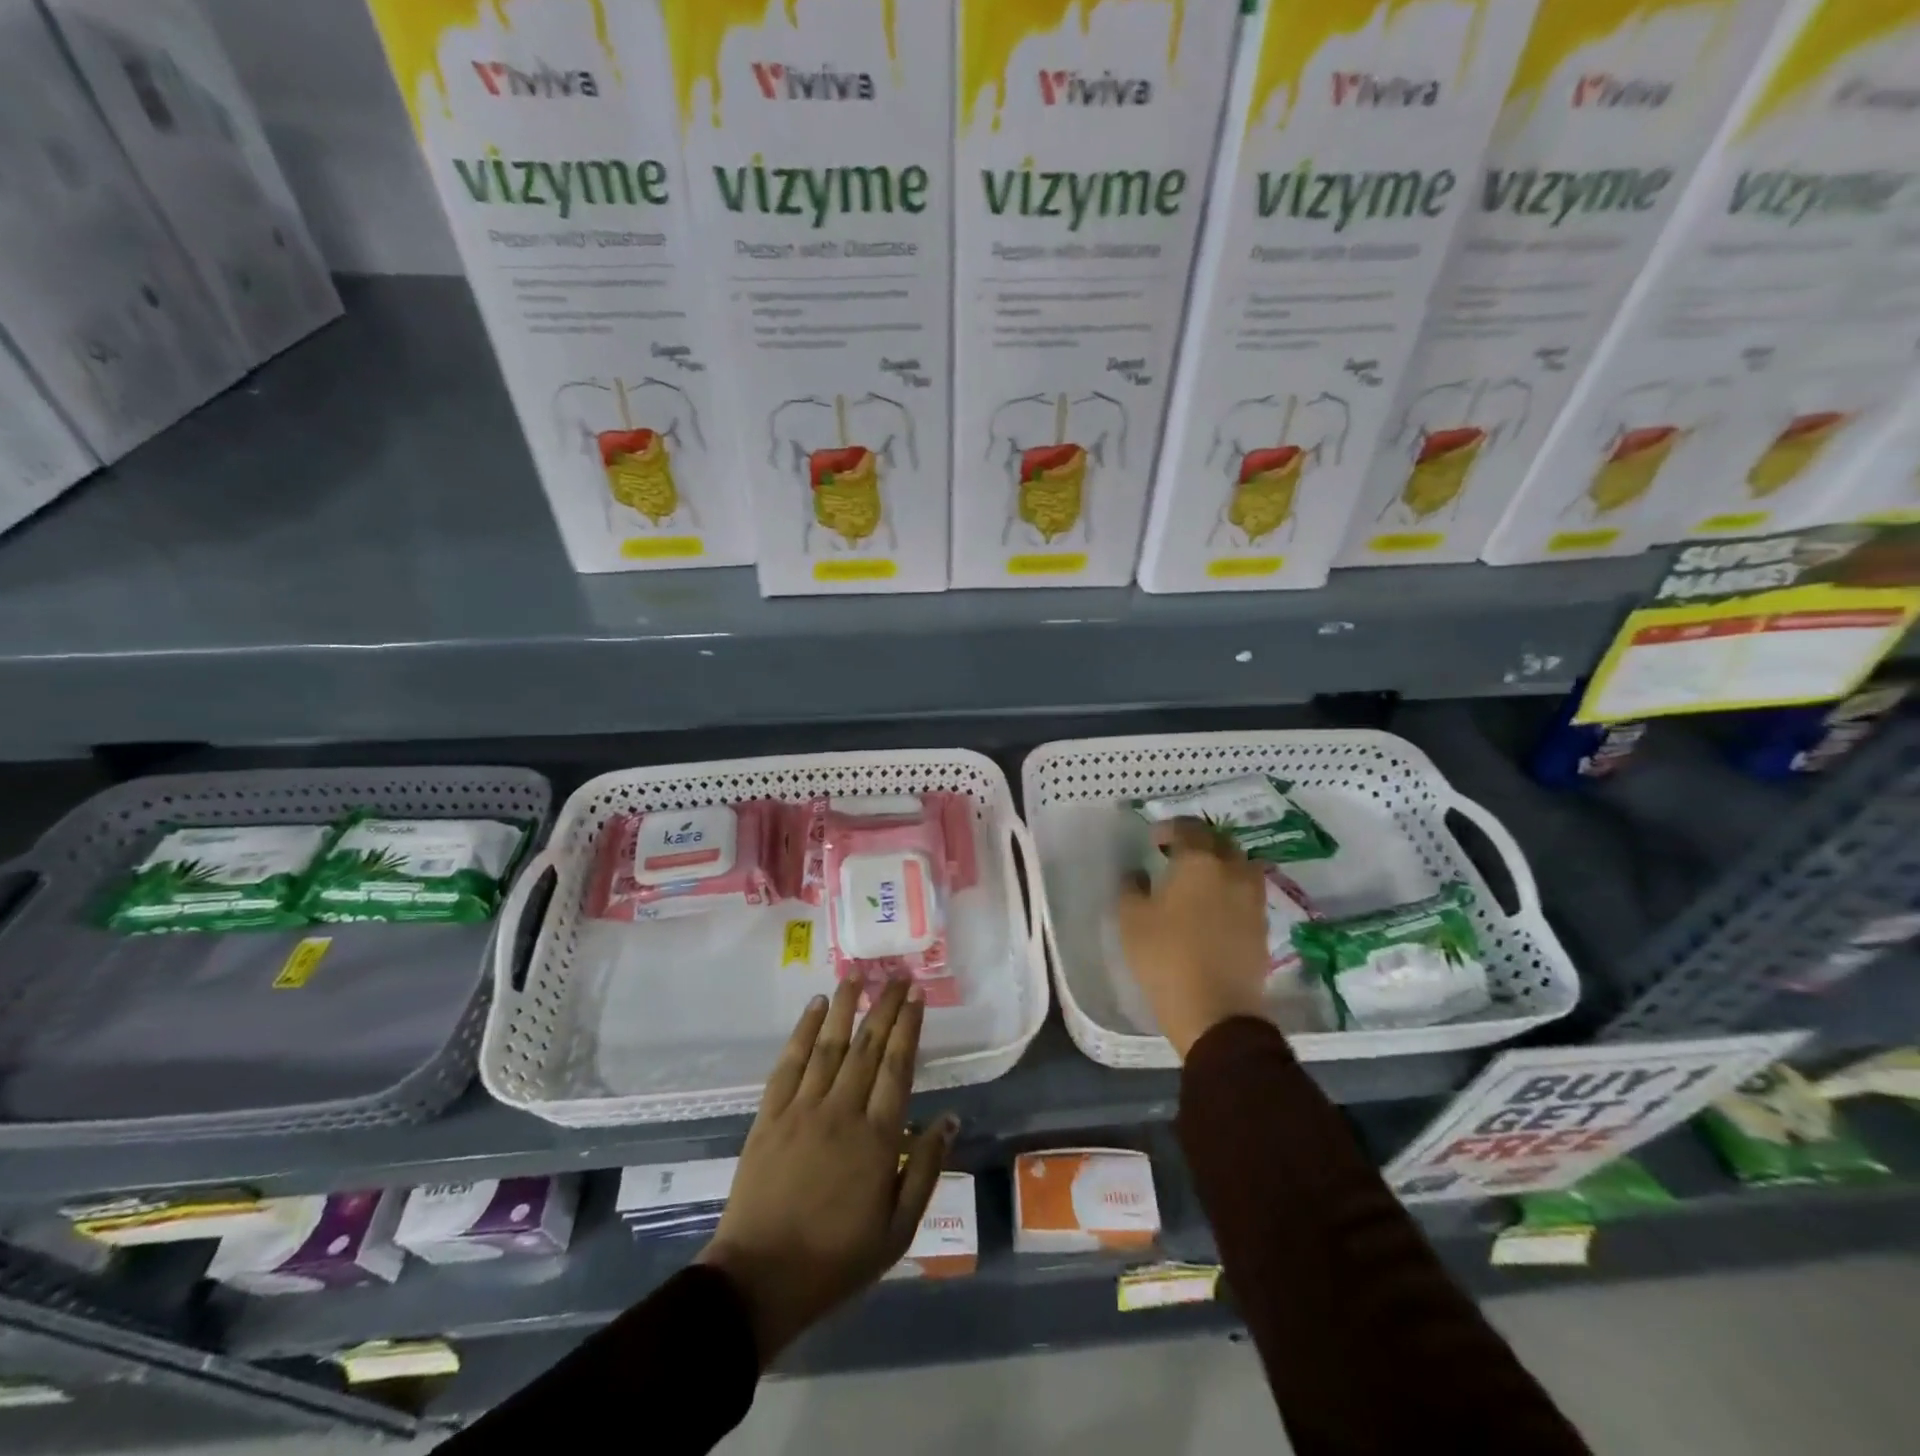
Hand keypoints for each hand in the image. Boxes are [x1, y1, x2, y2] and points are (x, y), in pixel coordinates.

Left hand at [698, 979, 956, 1365]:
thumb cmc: (836, 1259)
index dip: (909, 1026)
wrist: (760, 1280)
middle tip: (898, 975)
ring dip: (846, 1007)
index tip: (917, 995)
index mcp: (877, 1138)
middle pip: (868, 1046)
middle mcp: (842, 1111)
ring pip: (829, 1045)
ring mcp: (802, 1109)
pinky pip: (789, 1062)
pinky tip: (815, 1007)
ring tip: (858, 975)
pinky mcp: (770, 1115)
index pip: (898, 1066)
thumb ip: (924, 1170)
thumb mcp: (897, 1230)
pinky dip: (803, 1030)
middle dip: (885, 1006)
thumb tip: (950, 1119)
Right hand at [1116, 818, 1270, 1057]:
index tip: (1155, 840)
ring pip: (1240, 865)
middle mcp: (1232, 870)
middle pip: (1220, 841)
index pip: (1189, 828)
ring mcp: (1252, 898)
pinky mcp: (1262, 924)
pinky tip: (1214, 905)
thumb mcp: (1132, 919)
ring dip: (1221, 863)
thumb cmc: (1165, 957)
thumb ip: (1131, 887)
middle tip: (1178, 854)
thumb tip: (1138, 873)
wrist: (1216, 1011)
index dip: (1170, 828)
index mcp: (1199, 861)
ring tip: (1200, 879)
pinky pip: (1247, 891)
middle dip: (1199, 841)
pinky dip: (1232, 888)